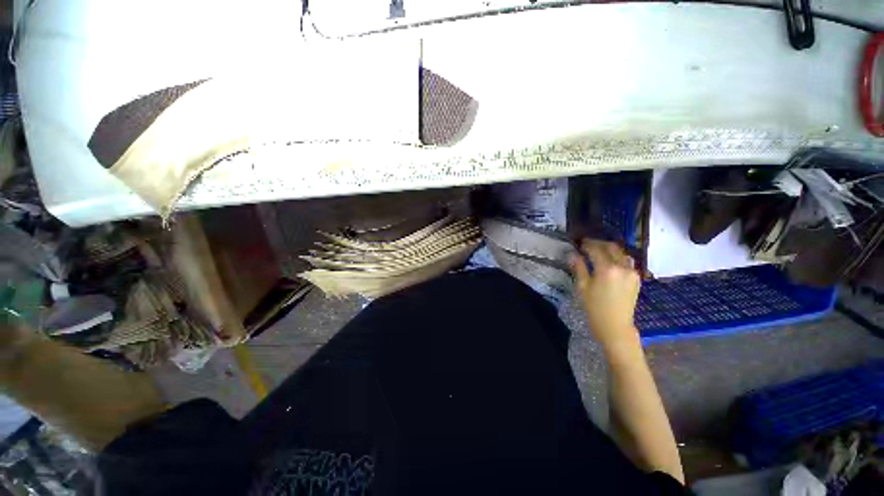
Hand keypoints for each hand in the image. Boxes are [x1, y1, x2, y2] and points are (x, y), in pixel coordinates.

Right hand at [569, 239, 640, 352]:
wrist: (615, 325)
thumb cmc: (595, 307)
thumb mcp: (582, 287)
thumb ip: (579, 268)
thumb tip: (573, 255)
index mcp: (607, 269)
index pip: (596, 249)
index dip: (587, 244)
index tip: (579, 243)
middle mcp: (622, 267)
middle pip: (611, 247)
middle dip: (599, 243)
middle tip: (587, 244)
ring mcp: (632, 272)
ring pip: (621, 253)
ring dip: (609, 249)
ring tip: (598, 251)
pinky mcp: (636, 278)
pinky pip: (627, 261)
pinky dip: (617, 257)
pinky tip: (609, 261)